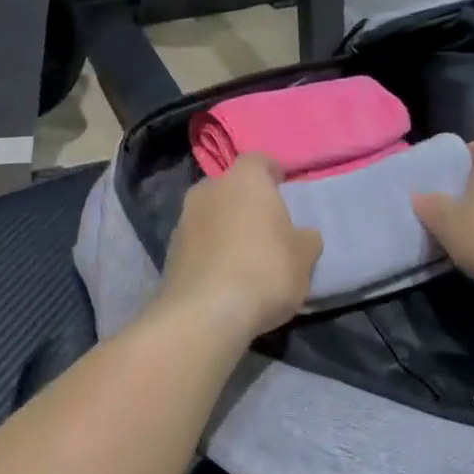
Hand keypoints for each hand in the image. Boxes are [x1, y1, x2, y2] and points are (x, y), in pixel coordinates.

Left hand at [155, 155, 322, 342]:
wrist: (206, 313)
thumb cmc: (265, 271)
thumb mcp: (303, 258)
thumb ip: (305, 239)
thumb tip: (303, 235)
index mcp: (244, 180)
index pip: (258, 161)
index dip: (271, 172)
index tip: (282, 187)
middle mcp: (208, 190)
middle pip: (229, 187)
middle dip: (244, 201)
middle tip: (264, 225)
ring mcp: (183, 220)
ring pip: (209, 214)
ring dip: (223, 227)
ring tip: (242, 255)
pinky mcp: (168, 251)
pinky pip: (196, 243)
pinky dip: (209, 251)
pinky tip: (223, 275)